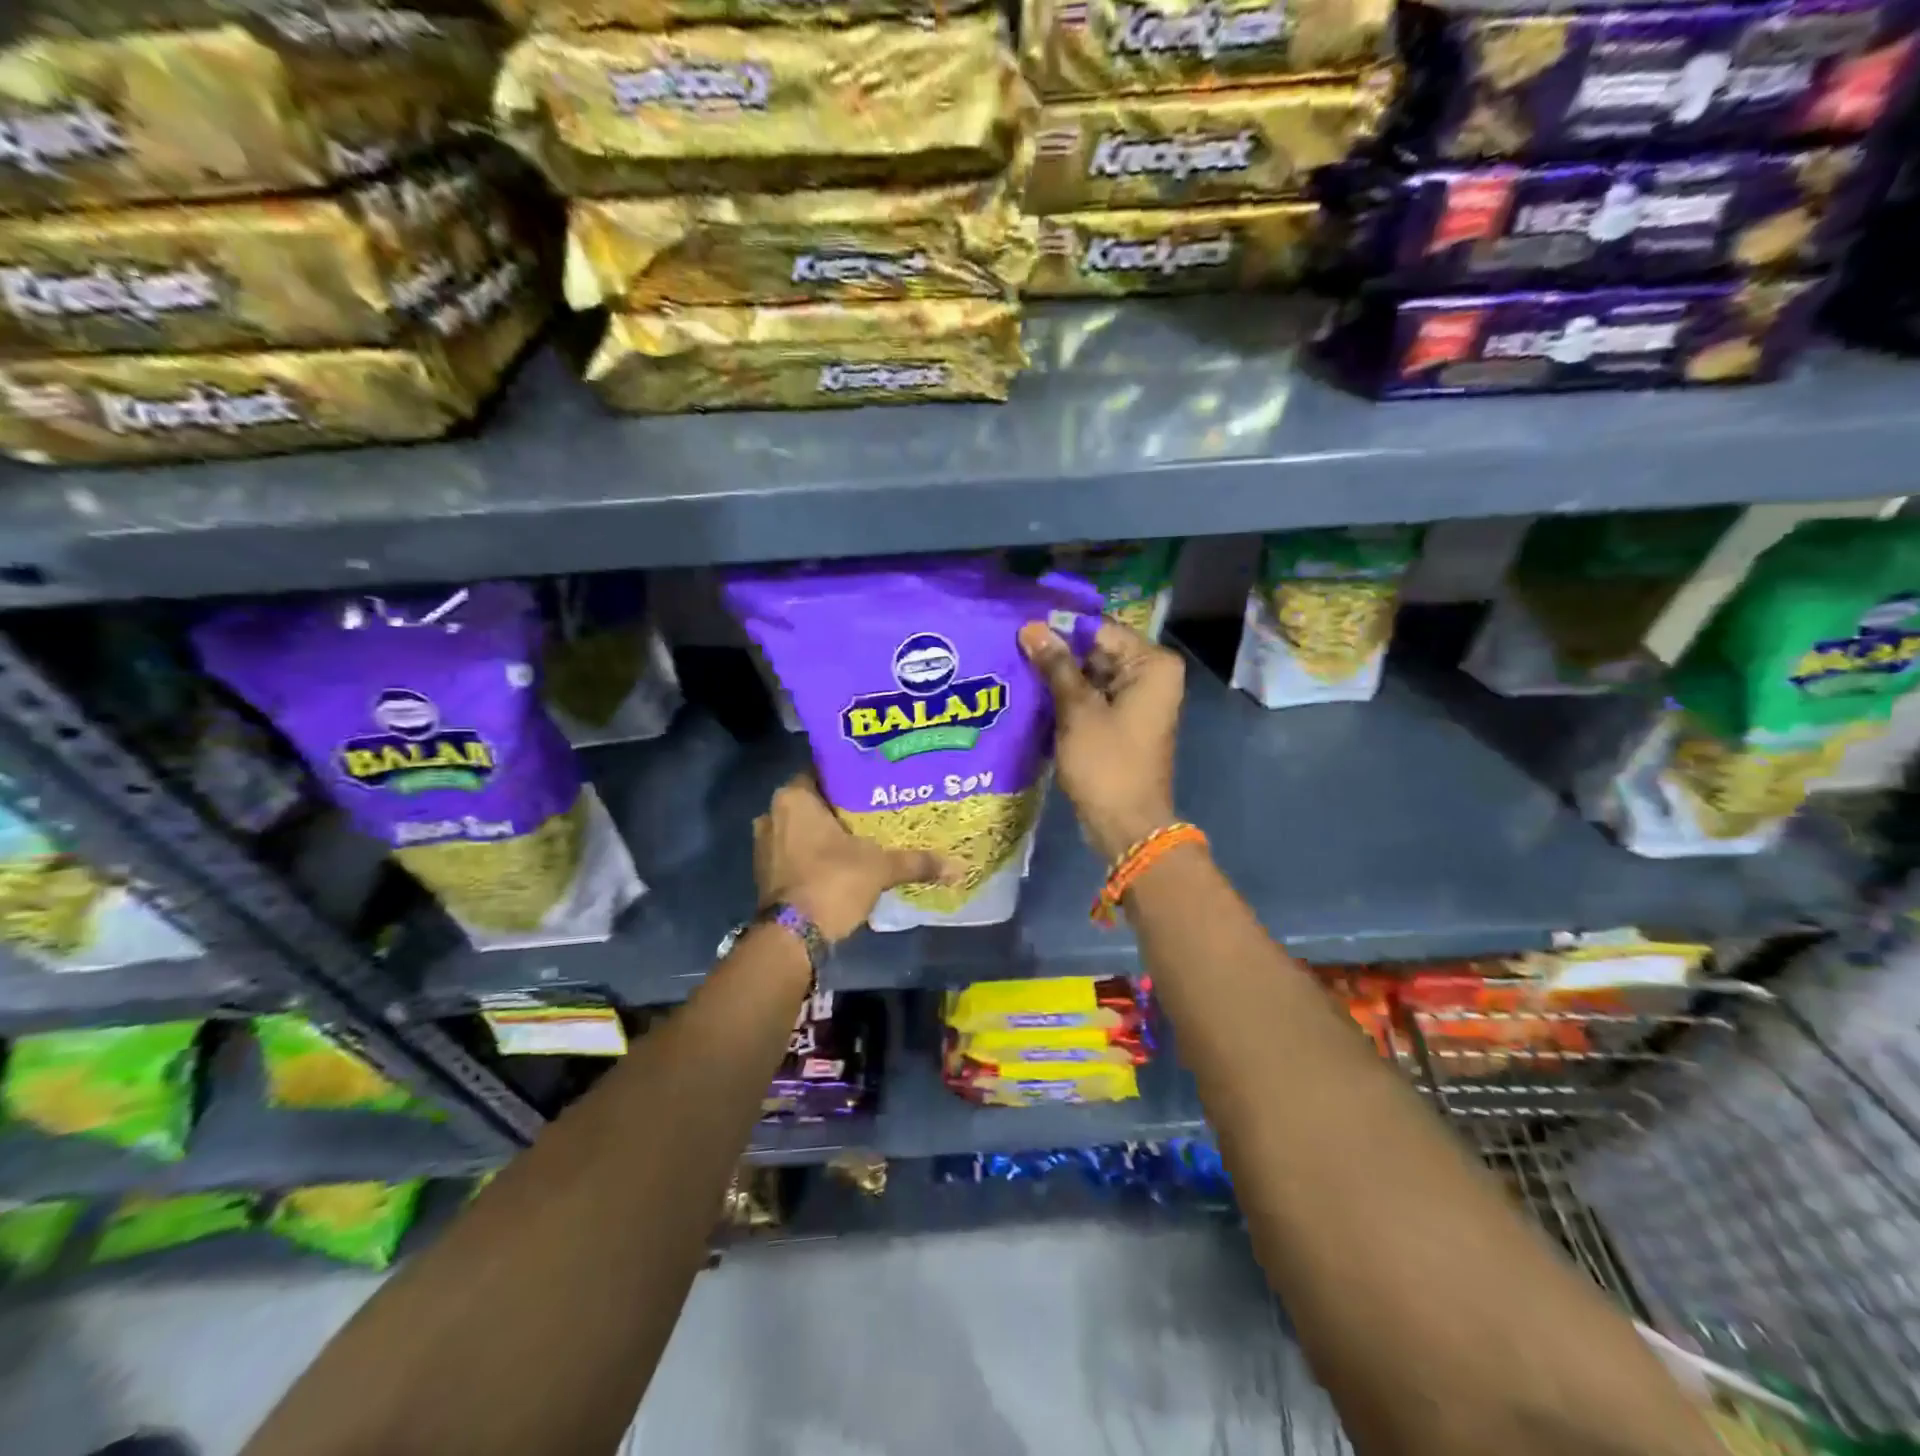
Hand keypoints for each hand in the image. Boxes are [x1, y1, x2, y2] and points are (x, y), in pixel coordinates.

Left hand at [752, 773, 948, 942]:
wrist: (792, 938)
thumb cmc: (832, 882)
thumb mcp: (881, 867)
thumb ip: (916, 861)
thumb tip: (958, 866)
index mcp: (794, 797)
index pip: (823, 772)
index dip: (850, 775)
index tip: (875, 780)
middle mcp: (772, 814)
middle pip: (813, 801)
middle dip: (840, 807)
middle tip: (875, 808)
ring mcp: (764, 845)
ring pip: (802, 828)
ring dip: (825, 833)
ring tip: (862, 835)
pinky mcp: (763, 872)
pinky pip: (794, 852)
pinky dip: (813, 854)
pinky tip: (841, 861)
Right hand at [1019, 619, 1183, 861]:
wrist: (1126, 825)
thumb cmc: (1106, 763)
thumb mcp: (1077, 710)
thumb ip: (1056, 665)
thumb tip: (1032, 628)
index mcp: (1152, 664)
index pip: (1100, 630)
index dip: (1060, 628)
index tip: (1020, 625)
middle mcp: (1151, 675)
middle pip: (1097, 650)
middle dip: (1057, 652)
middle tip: (1010, 645)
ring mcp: (1138, 699)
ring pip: (1091, 674)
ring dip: (1058, 675)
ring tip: (1014, 665)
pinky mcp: (1122, 721)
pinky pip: (1092, 697)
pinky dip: (1067, 697)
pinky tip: (1032, 693)